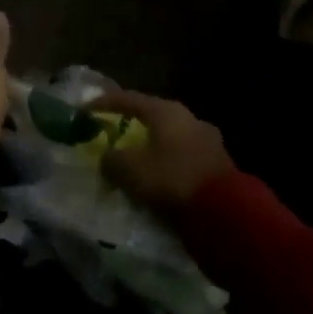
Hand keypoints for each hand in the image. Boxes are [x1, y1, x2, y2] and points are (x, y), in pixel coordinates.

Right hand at [93, 90, 233, 212]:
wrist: (227, 214)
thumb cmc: (172, 180)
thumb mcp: (129, 169)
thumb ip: (111, 160)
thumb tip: (108, 159)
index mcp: (167, 111)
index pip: (128, 99)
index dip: (103, 103)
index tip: (85, 109)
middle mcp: (190, 119)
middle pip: (152, 117)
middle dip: (131, 126)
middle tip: (112, 134)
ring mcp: (209, 142)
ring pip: (170, 140)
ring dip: (151, 148)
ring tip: (135, 160)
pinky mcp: (219, 167)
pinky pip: (183, 160)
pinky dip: (167, 165)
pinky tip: (157, 178)